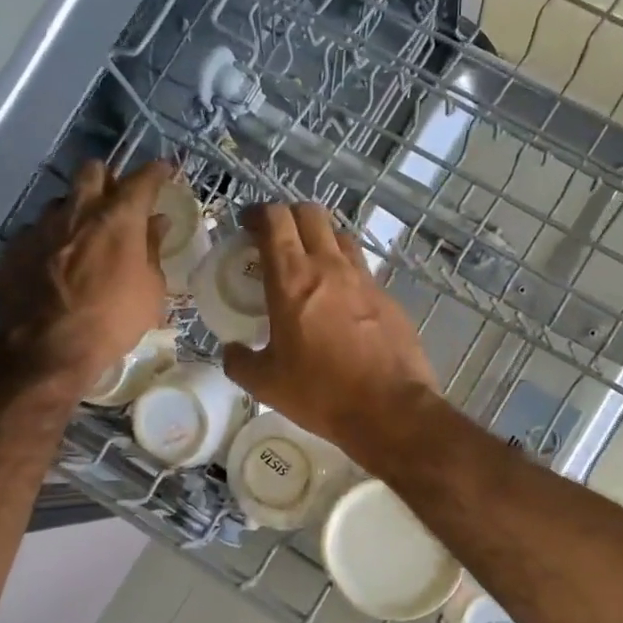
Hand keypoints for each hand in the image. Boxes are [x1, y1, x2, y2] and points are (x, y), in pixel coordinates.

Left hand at [0, 159, 170, 389]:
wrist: (48, 348)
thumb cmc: (113, 321)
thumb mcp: (150, 290)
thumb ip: (152, 250)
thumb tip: (156, 223)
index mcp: (118, 218)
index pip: (142, 179)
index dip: (155, 172)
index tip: (163, 170)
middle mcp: (78, 210)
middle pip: (92, 171)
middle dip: (108, 179)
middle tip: (117, 200)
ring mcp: (42, 226)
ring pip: (63, 200)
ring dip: (77, 210)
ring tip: (83, 236)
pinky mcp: (16, 246)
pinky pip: (38, 230)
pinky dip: (52, 239)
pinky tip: (56, 262)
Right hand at [221, 202, 440, 462]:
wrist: (390, 409)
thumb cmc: (320, 393)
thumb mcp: (266, 384)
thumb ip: (240, 362)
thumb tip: (232, 351)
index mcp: (292, 279)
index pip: (275, 219)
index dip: (258, 213)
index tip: (247, 225)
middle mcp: (329, 267)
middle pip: (310, 213)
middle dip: (288, 216)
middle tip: (276, 238)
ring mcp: (364, 279)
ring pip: (340, 236)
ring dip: (320, 238)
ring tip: (309, 263)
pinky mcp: (388, 297)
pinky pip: (361, 269)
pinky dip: (345, 271)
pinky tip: (340, 300)